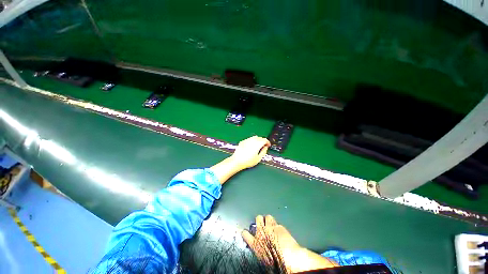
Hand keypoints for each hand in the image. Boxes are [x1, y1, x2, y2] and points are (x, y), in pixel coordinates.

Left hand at [209, 136, 269, 183]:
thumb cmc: (248, 161)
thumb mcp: (258, 158)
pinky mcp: (243, 141)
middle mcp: (252, 140)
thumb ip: (263, 152)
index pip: (264, 140)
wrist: (237, 161)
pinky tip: (251, 146)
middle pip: (260, 138)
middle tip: (264, 146)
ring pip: (254, 137)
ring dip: (258, 140)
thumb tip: (265, 147)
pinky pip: (249, 139)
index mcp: (257, 144)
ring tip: (258, 146)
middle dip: (263, 141)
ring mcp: (247, 140)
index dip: (267, 142)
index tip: (268, 145)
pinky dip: (252, 141)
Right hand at [242, 215, 337, 272]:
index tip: (247, 232)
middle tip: (263, 225)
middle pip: (257, 218)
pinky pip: (277, 222)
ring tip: (272, 225)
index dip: (246, 232)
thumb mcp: (263, 258)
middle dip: (260, 220)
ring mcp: (270, 227)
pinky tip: (281, 230)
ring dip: (269, 220)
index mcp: (255, 243)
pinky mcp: (279, 226)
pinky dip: (278, 225)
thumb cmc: (275, 264)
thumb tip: (260, 249)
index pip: (245, 233)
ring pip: (267, 216)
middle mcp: (261, 232)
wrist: (289, 260)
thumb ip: (259, 249)